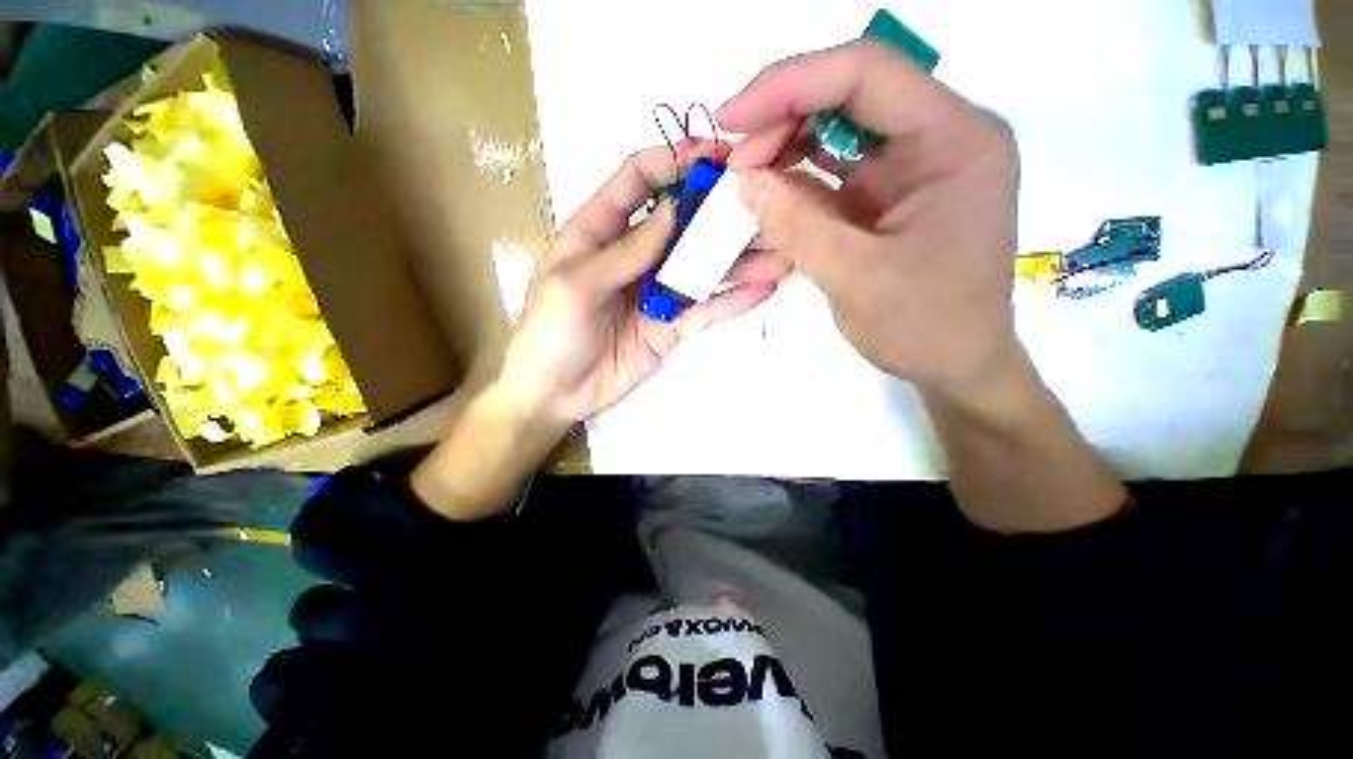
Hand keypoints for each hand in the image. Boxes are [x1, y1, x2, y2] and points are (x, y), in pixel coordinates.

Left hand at [498, 143, 785, 424]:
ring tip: (781, 251)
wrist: (555, 395)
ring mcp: (657, 291)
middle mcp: (635, 255)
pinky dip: (733, 300)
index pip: (638, 180)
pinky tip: (765, 289)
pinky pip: (705, 308)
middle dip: (719, 210)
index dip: (673, 161)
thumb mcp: (576, 285)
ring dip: (739, 259)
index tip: (715, 154)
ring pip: (701, 267)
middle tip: (766, 202)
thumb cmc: (551, 334)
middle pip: (682, 222)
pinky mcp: (671, 325)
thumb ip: (626, 250)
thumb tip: (675, 210)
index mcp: (600, 232)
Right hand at [720, 41, 1125, 533]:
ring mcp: (910, 165)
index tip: (729, 117)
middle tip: (721, 149)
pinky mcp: (886, 195)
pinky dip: (789, 180)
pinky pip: (829, 169)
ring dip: (777, 149)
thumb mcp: (853, 280)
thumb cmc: (926, 332)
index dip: (788, 82)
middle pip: (845, 91)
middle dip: (776, 112)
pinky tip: (759, 203)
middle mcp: (937, 136)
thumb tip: (741, 177)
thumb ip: (795, 222)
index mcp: (952, 141)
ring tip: (731, 178)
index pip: (864, 73)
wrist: (960, 370)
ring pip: (832, 131)